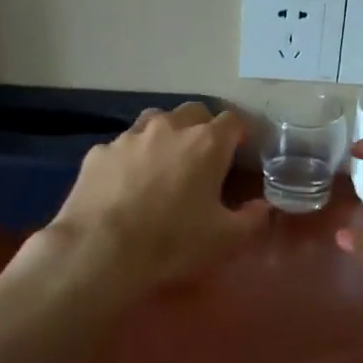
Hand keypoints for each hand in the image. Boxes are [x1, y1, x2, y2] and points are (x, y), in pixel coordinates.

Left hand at [35, 102, 266, 293]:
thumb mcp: (225, 239)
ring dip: (165, 135)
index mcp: (206, 143)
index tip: (238, 156)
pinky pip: (122, 146)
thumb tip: (263, 206)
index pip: (232, 121)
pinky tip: (126, 185)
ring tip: (164, 165)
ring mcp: (129, 136)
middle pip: (193, 112)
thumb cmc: (171, 243)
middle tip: (203, 160)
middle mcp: (168, 128)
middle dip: (202, 129)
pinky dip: (131, 158)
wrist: (99, 251)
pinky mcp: (99, 152)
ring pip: (155, 121)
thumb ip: (252, 218)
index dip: (238, 136)